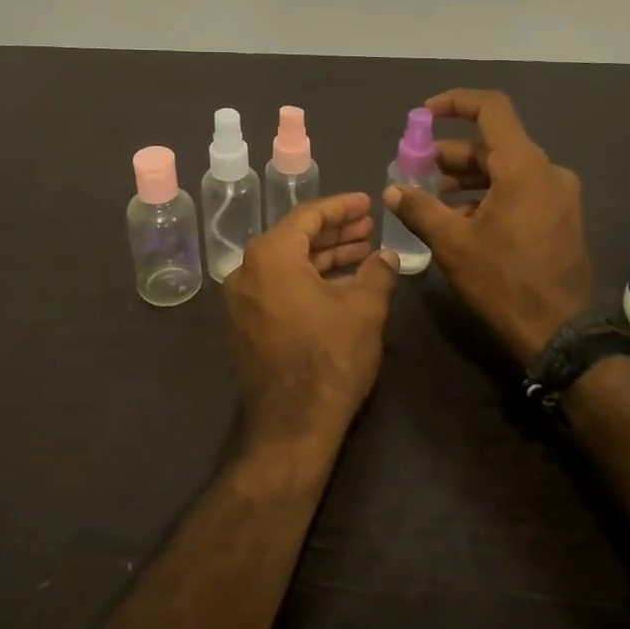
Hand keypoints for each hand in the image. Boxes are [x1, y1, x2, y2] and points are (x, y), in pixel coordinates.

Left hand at [224, 193, 400, 466]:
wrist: (291, 425)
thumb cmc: (329, 358)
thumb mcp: (364, 308)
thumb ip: (378, 272)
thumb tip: (386, 257)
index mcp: (270, 256)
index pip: (308, 215)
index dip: (342, 207)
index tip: (368, 203)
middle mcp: (247, 271)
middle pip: (296, 238)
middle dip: (335, 232)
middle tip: (369, 228)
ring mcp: (242, 300)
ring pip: (288, 265)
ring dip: (325, 257)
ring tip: (363, 253)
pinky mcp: (247, 325)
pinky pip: (279, 288)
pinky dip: (309, 280)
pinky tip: (341, 285)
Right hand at [382, 89, 592, 363]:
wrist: (560, 332)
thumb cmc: (503, 280)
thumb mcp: (452, 243)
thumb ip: (419, 208)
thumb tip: (392, 190)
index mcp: (523, 166)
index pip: (491, 109)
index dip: (455, 103)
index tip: (424, 115)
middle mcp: (546, 171)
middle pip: (493, 144)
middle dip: (450, 154)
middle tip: (415, 170)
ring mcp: (557, 195)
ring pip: (504, 170)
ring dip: (466, 178)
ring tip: (431, 198)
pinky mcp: (560, 216)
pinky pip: (519, 190)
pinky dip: (487, 195)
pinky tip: (460, 220)